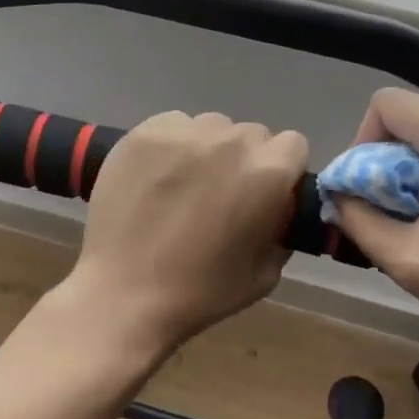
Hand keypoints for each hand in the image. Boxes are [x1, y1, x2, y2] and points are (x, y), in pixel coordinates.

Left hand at [58, 111, 308, 360]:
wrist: (124, 292)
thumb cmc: (202, 291)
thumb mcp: (266, 272)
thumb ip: (282, 225)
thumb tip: (278, 204)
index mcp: (268, 172)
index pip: (293, 145)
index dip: (283, 170)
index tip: (266, 193)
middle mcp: (231, 140)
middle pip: (252, 134)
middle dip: (245, 159)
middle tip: (223, 193)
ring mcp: (185, 131)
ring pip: (212, 126)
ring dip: (210, 149)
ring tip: (186, 184)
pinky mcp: (145, 131)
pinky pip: (174, 125)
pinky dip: (173, 145)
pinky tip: (157, 176)